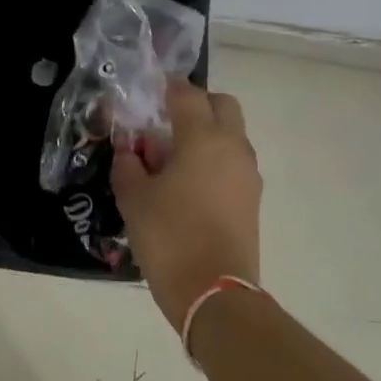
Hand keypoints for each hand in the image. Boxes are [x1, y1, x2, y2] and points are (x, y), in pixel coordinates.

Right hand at [112, 80, 261, 329]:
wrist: (214, 292)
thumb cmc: (169, 237)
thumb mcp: (134, 199)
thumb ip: (128, 166)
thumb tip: (131, 152)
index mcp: (203, 138)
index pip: (187, 95)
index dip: (167, 87)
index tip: (150, 90)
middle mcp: (233, 147)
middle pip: (222, 105)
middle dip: (197, 104)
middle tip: (167, 122)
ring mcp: (248, 174)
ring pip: (231, 135)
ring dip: (207, 133)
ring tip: (172, 158)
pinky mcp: (252, 199)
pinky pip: (233, 162)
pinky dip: (214, 160)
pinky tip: (188, 183)